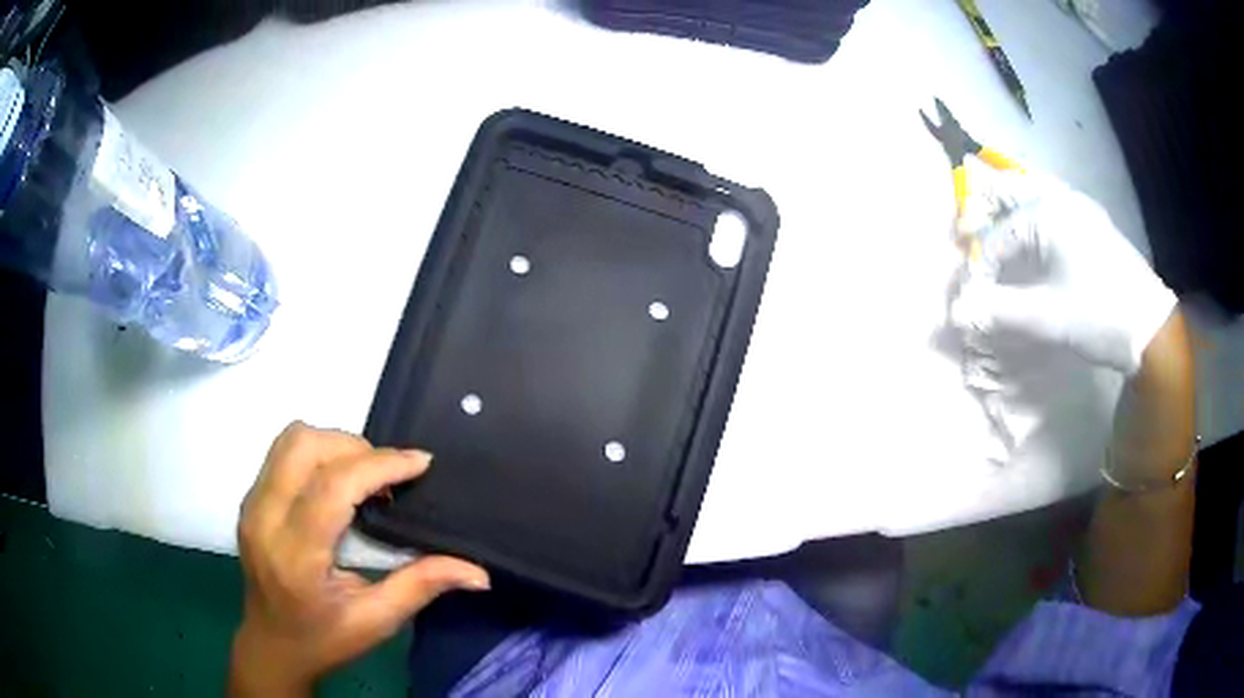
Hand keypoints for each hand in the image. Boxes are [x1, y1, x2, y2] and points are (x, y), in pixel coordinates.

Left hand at [229, 422, 488, 696]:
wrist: (271, 645)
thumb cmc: (324, 639)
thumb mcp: (377, 621)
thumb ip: (422, 586)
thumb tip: (478, 572)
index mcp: (296, 557)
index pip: (332, 488)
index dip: (379, 465)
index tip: (420, 462)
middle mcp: (265, 519)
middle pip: (304, 446)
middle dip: (355, 447)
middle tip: (388, 476)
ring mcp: (251, 505)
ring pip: (290, 440)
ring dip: (334, 445)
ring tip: (364, 476)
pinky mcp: (249, 499)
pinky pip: (282, 453)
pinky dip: (317, 455)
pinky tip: (337, 485)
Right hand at [948, 171, 1176, 374]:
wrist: (1151, 327)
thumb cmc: (1099, 315)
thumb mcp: (1048, 317)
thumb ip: (1000, 310)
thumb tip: (958, 311)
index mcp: (1047, 212)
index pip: (1000, 235)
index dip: (982, 264)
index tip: (973, 293)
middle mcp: (1062, 198)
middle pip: (1012, 191)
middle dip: (988, 212)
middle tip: (968, 234)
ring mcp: (1081, 208)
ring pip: (1035, 194)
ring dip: (1012, 208)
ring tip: (998, 230)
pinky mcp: (1094, 223)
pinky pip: (1054, 205)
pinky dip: (1035, 215)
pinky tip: (1036, 236)